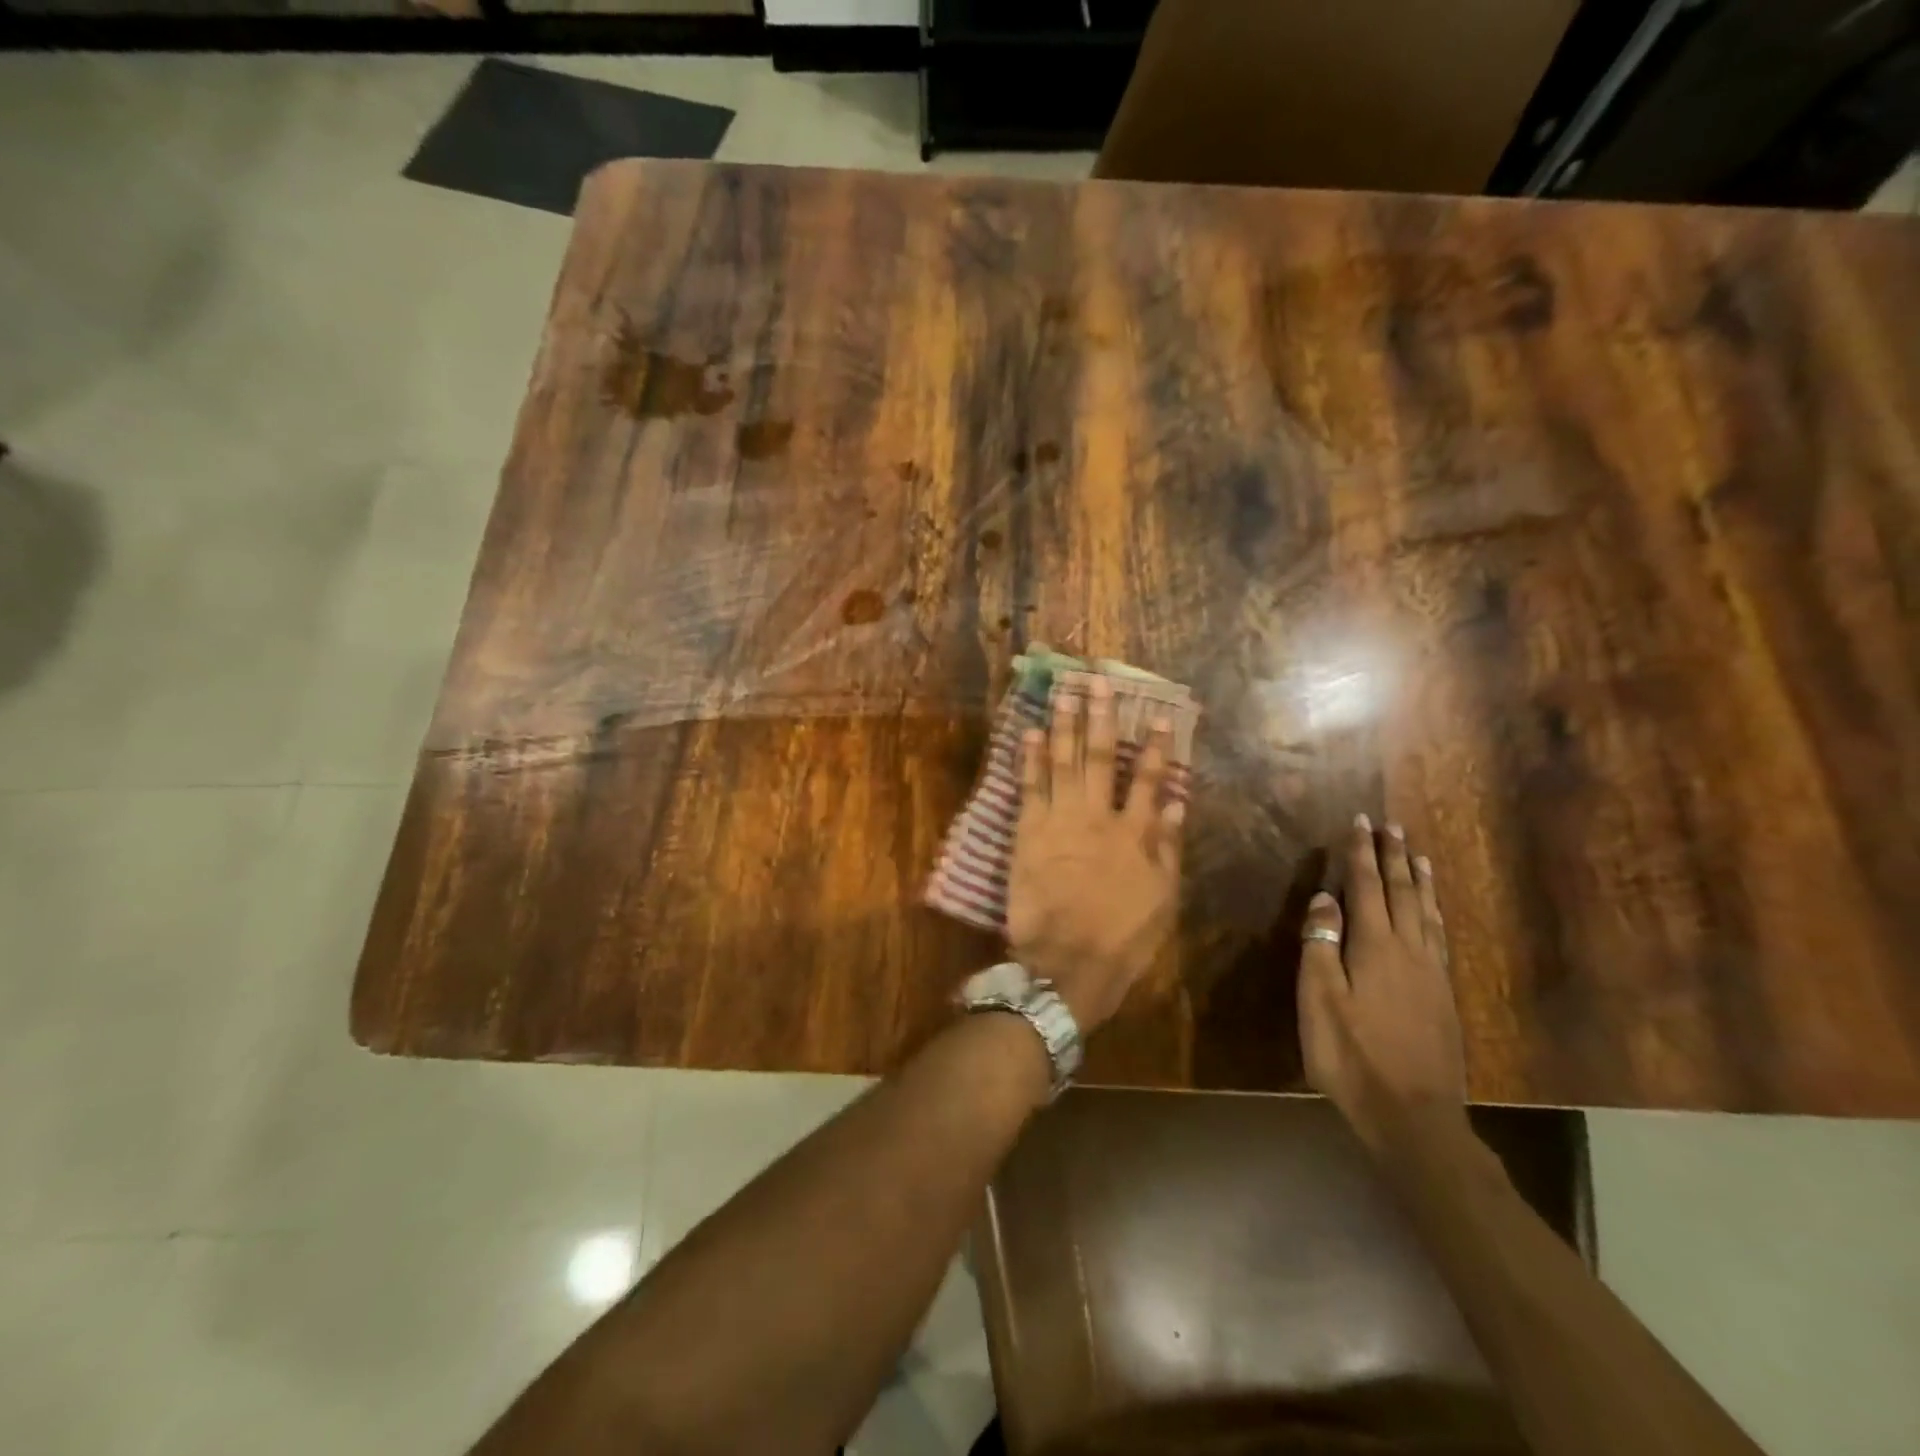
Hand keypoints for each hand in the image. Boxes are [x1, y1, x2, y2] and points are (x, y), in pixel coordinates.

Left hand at [1006, 677, 1184, 1032]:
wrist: (1066, 964)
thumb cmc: (1121, 939)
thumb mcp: (1162, 900)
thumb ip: (1168, 847)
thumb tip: (1175, 801)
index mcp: (1135, 833)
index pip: (1148, 778)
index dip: (1153, 745)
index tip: (1156, 714)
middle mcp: (1098, 816)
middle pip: (1099, 757)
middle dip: (1100, 717)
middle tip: (1099, 682)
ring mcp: (1059, 821)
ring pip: (1062, 762)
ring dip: (1063, 724)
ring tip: (1064, 693)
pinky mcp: (1027, 833)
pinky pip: (1028, 787)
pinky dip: (1028, 759)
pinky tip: (1028, 733)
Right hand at [1298, 815, 1466, 1155]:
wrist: (1412, 1115)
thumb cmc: (1351, 1056)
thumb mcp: (1320, 1001)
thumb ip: (1321, 946)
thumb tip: (1324, 898)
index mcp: (1374, 948)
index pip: (1366, 887)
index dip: (1361, 854)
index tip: (1360, 822)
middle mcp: (1408, 950)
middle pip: (1401, 892)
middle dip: (1393, 856)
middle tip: (1391, 826)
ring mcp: (1431, 973)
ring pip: (1426, 912)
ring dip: (1419, 879)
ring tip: (1418, 854)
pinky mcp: (1443, 996)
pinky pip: (1439, 937)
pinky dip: (1434, 912)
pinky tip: (1433, 911)